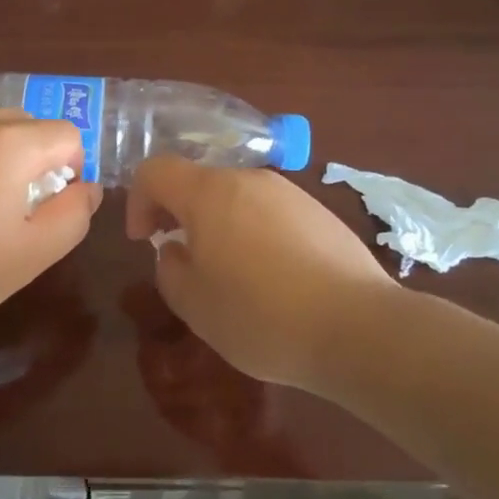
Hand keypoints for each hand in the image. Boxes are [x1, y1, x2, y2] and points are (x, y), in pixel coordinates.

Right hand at [125, 158, 401, 390]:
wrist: (359, 328)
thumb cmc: (262, 316)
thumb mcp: (195, 305)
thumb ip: (170, 269)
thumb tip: (176, 250)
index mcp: (210, 193)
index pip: (156, 170)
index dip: (139, 200)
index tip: (145, 239)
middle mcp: (249, 179)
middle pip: (199, 182)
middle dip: (180, 214)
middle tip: (183, 257)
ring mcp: (289, 193)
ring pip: (237, 197)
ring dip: (219, 225)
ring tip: (231, 274)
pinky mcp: (320, 213)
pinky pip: (270, 213)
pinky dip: (255, 234)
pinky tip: (273, 279)